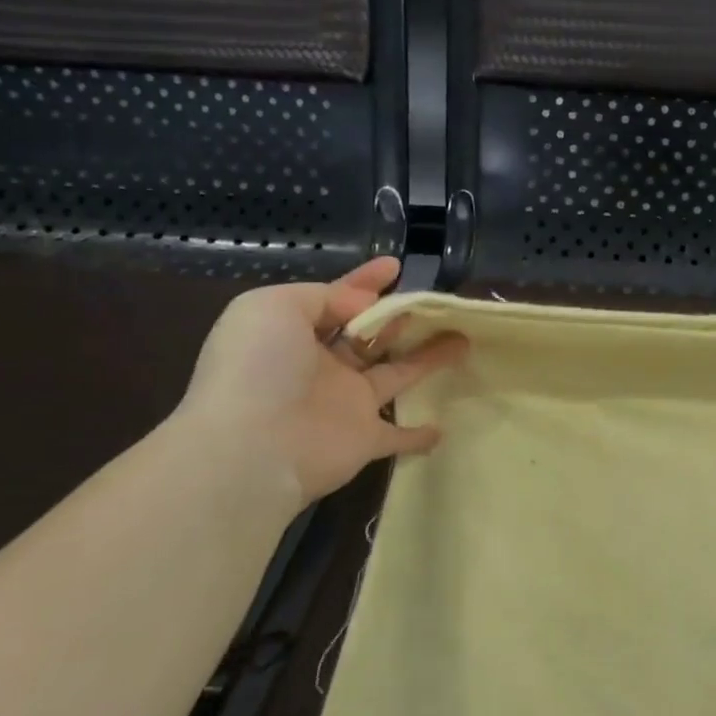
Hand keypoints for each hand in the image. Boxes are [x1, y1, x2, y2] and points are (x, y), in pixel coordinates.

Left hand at [176, 257, 466, 503]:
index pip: (337, 300)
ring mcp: (346, 404)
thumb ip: (324, 296)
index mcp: (295, 335)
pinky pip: (398, 434)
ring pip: (397, 373)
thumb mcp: (276, 307)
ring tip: (463, 339)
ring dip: (427, 358)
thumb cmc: (261, 368)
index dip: (365, 282)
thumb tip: (364, 305)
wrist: (252, 448)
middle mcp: (322, 367)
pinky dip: (418, 434)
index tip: (395, 266)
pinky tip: (442, 428)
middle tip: (435, 303)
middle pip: (370, 336)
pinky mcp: (365, 438)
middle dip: (399, 317)